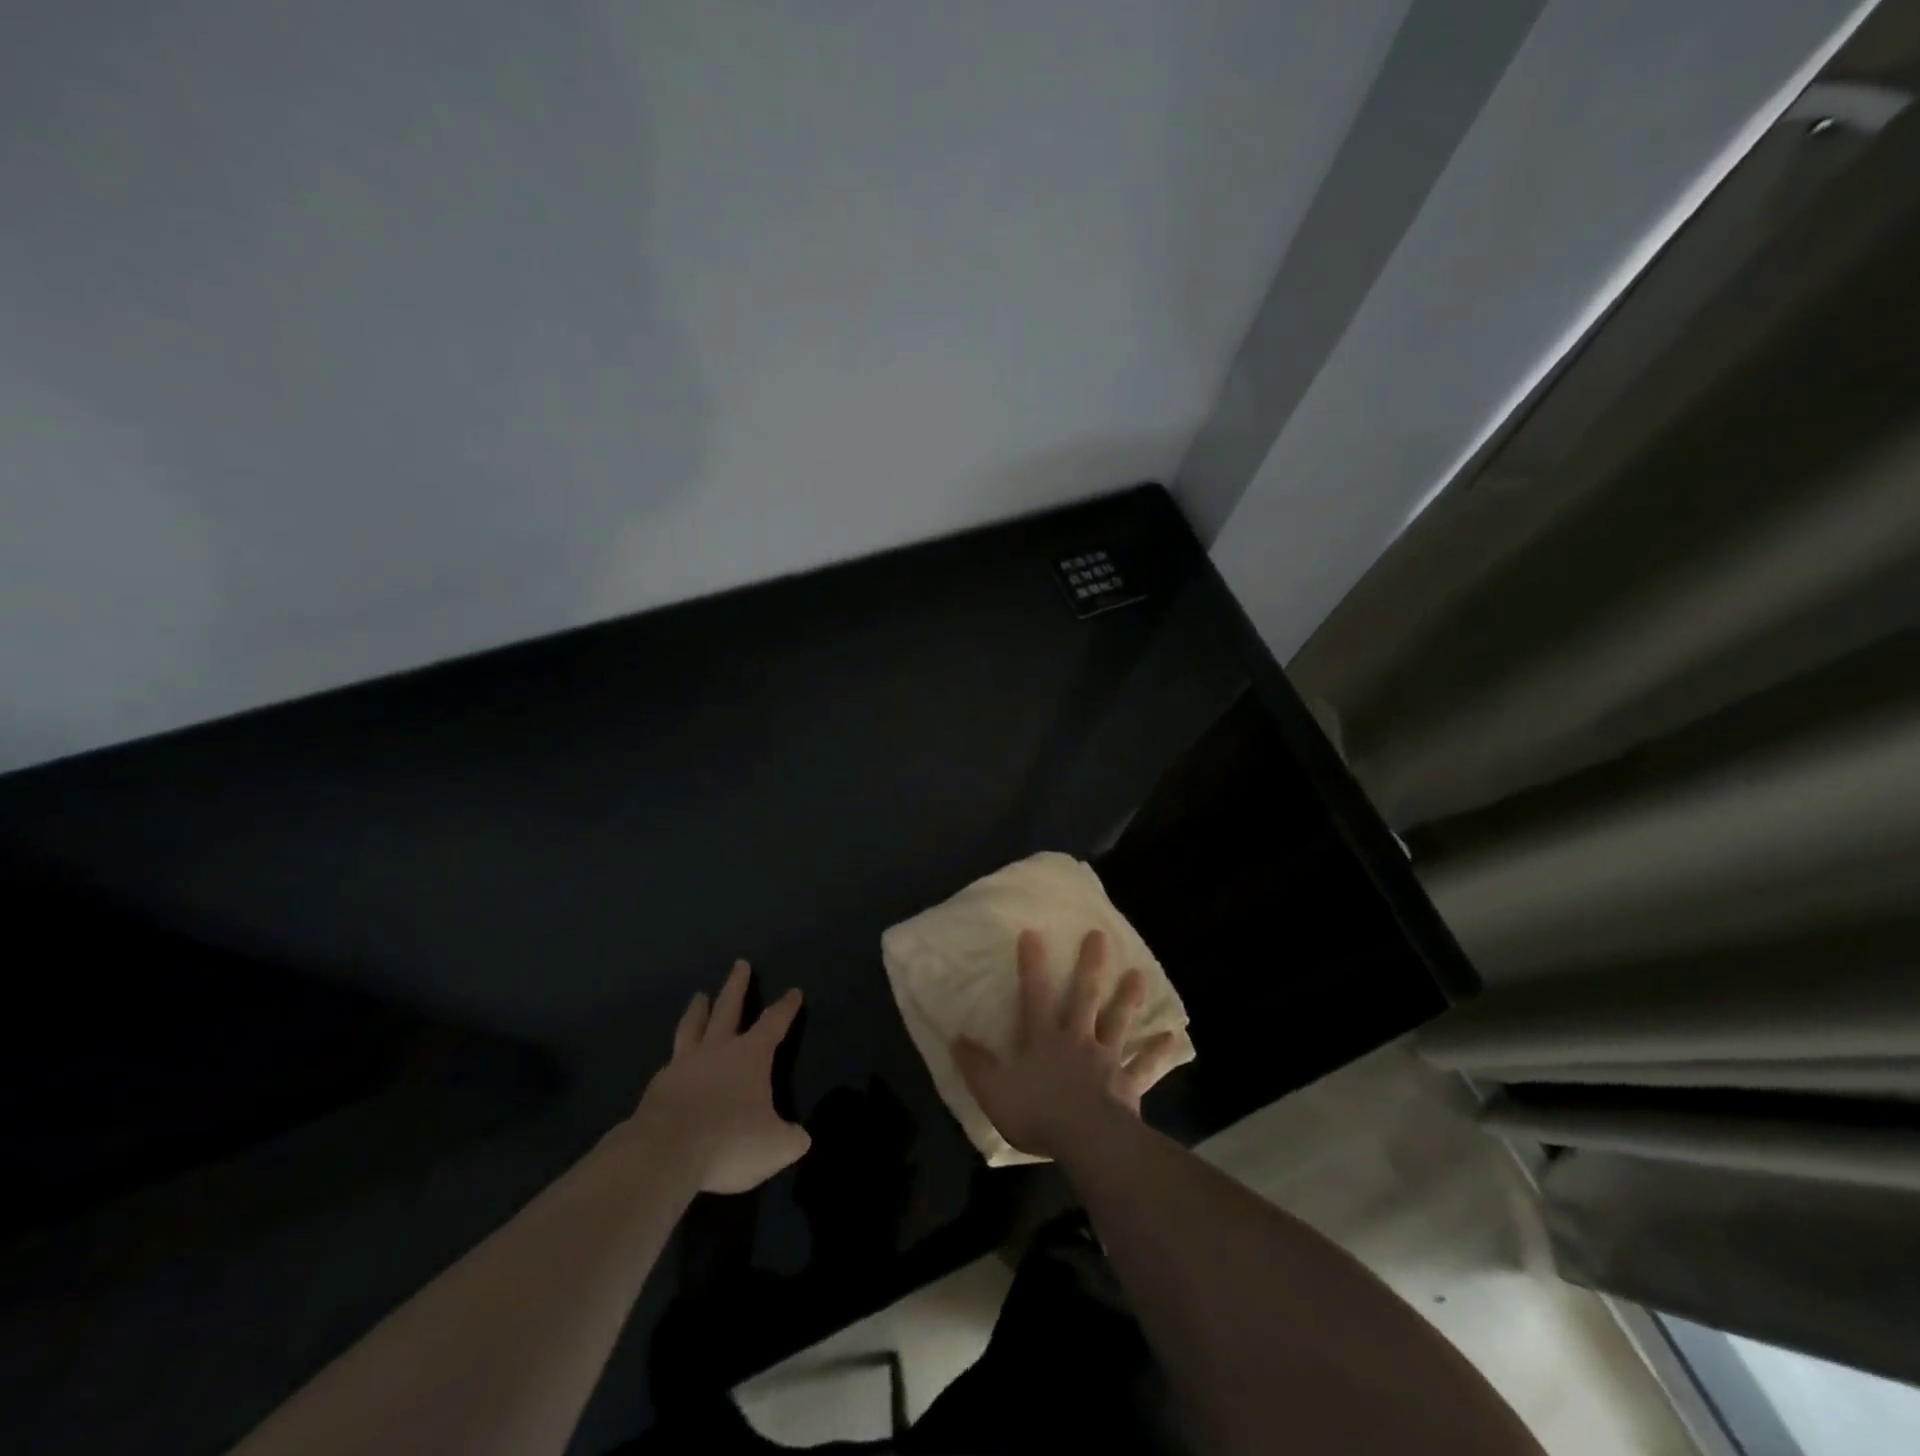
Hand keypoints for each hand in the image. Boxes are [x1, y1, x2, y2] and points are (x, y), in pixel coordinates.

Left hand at [634, 960, 810, 1194]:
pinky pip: (670, 1063)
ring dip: (698, 1010)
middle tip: (740, 963)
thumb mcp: (776, 1147)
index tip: (794, 991)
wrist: (665, 1153)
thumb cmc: (729, 1140)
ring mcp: (683, 1065)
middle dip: (737, 986)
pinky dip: (676, 1057)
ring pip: (692, 1027)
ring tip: (699, 996)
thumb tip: (800, 1137)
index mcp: (750, 1055)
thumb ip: (791, 1139)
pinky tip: (674, 1061)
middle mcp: (717, 1050)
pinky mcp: (657, 1087)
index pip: (774, 1022)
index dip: (786, 1008)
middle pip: (728, 1008)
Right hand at [952, 929, 1183, 1160]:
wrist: (1087, 1140)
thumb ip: (975, 1065)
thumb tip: (956, 1038)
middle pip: (1084, 997)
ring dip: (1128, 999)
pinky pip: (1144, 1066)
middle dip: (1091, 966)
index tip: (1033, 933)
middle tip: (1099, 936)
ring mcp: (1106, 1060)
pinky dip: (1157, 1052)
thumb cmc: (1037, 1113)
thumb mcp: (993, 1091)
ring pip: (1117, 1023)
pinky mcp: (1127, 1084)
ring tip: (1139, 974)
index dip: (1031, 964)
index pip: (1034, 994)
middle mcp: (1077, 1040)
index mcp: (1043, 1038)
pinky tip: (1172, 1038)